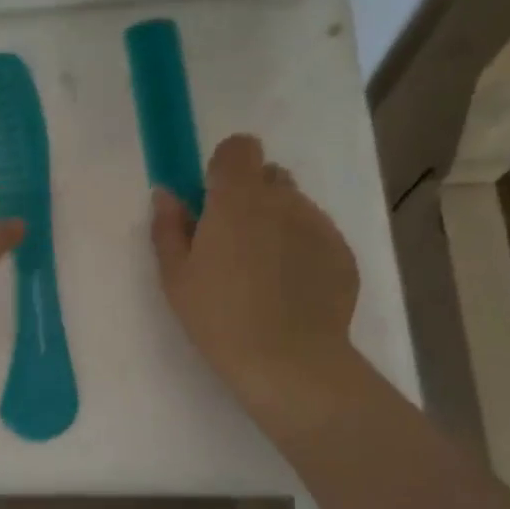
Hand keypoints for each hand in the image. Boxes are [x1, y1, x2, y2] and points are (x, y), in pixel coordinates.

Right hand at [151, 134, 358, 407]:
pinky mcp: (343, 252)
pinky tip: (288, 290)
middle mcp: (283, 200)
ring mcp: (319, 224)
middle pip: (268, 175)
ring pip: (294, 206)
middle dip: (250, 196)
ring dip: (276, 223)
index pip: (240, 147)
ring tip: (262, 273)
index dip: (225, 165)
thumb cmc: (218, 316)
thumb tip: (166, 194)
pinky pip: (316, 235)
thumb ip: (168, 228)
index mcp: (237, 199)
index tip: (211, 198)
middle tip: (233, 242)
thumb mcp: (176, 277)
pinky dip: (301, 250)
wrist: (288, 360)